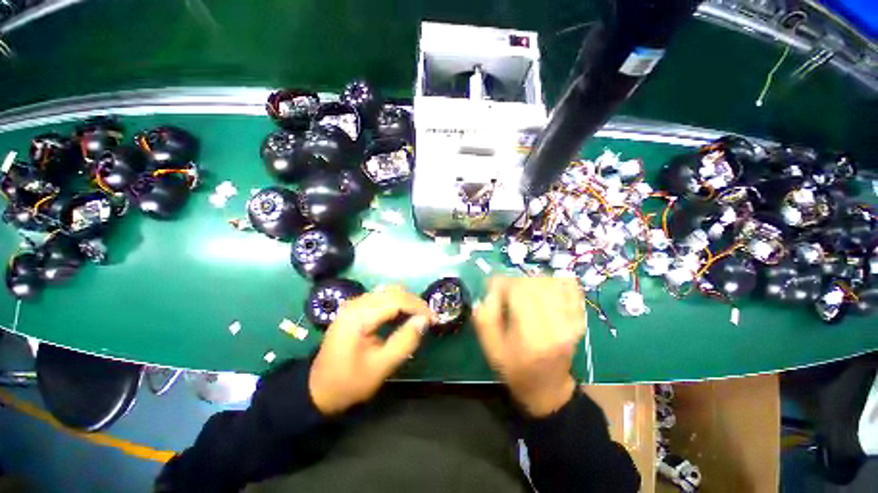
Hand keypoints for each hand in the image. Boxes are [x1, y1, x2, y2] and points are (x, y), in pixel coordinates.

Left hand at [309, 285, 436, 414]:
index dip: (418, 306)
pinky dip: (397, 303)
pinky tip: (404, 315)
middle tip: (428, 318)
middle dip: (414, 302)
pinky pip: (381, 298)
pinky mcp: (355, 308)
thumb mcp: (381, 367)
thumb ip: (405, 342)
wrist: (318, 389)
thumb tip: (424, 321)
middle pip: (392, 292)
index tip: (434, 319)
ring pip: (388, 292)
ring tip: (419, 317)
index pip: (395, 300)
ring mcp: (353, 304)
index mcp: (358, 316)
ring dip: (406, 301)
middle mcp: (355, 303)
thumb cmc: (349, 382)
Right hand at [474, 277, 586, 416]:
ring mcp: (573, 320)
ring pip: (552, 281)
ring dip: (532, 279)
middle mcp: (557, 324)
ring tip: (522, 289)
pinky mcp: (579, 318)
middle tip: (505, 290)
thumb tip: (489, 292)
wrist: (548, 388)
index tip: (492, 287)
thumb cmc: (515, 370)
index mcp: (533, 335)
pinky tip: (544, 286)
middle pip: (535, 282)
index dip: (502, 283)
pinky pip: (571, 288)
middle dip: (515, 280)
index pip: (519, 290)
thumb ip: (484, 319)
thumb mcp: (491, 350)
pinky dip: (556, 280)